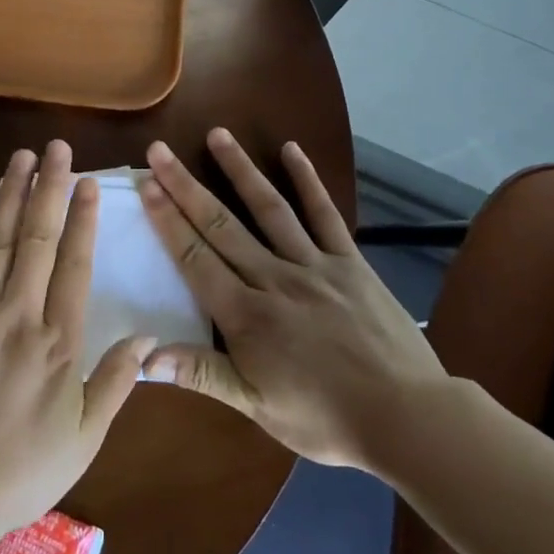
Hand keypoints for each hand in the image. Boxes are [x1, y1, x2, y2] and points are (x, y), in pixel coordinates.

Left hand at [0, 141, 156, 542]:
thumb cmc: (20, 472)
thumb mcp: (83, 439)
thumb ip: (115, 384)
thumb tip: (147, 339)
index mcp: (58, 344)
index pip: (75, 265)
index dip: (84, 219)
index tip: (90, 182)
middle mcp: (18, 316)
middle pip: (38, 239)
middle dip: (50, 188)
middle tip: (58, 147)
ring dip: (10, 194)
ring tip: (22, 157)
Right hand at [138, 128, 447, 474]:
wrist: (408, 417)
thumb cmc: (326, 418)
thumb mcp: (258, 407)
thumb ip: (202, 374)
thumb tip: (146, 356)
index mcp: (246, 316)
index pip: (195, 258)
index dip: (167, 220)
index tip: (146, 184)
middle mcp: (274, 279)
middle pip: (221, 225)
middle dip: (185, 186)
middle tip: (159, 151)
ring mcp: (314, 265)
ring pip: (268, 209)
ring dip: (240, 170)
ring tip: (217, 135)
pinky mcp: (349, 262)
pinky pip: (325, 215)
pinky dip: (308, 181)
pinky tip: (292, 150)